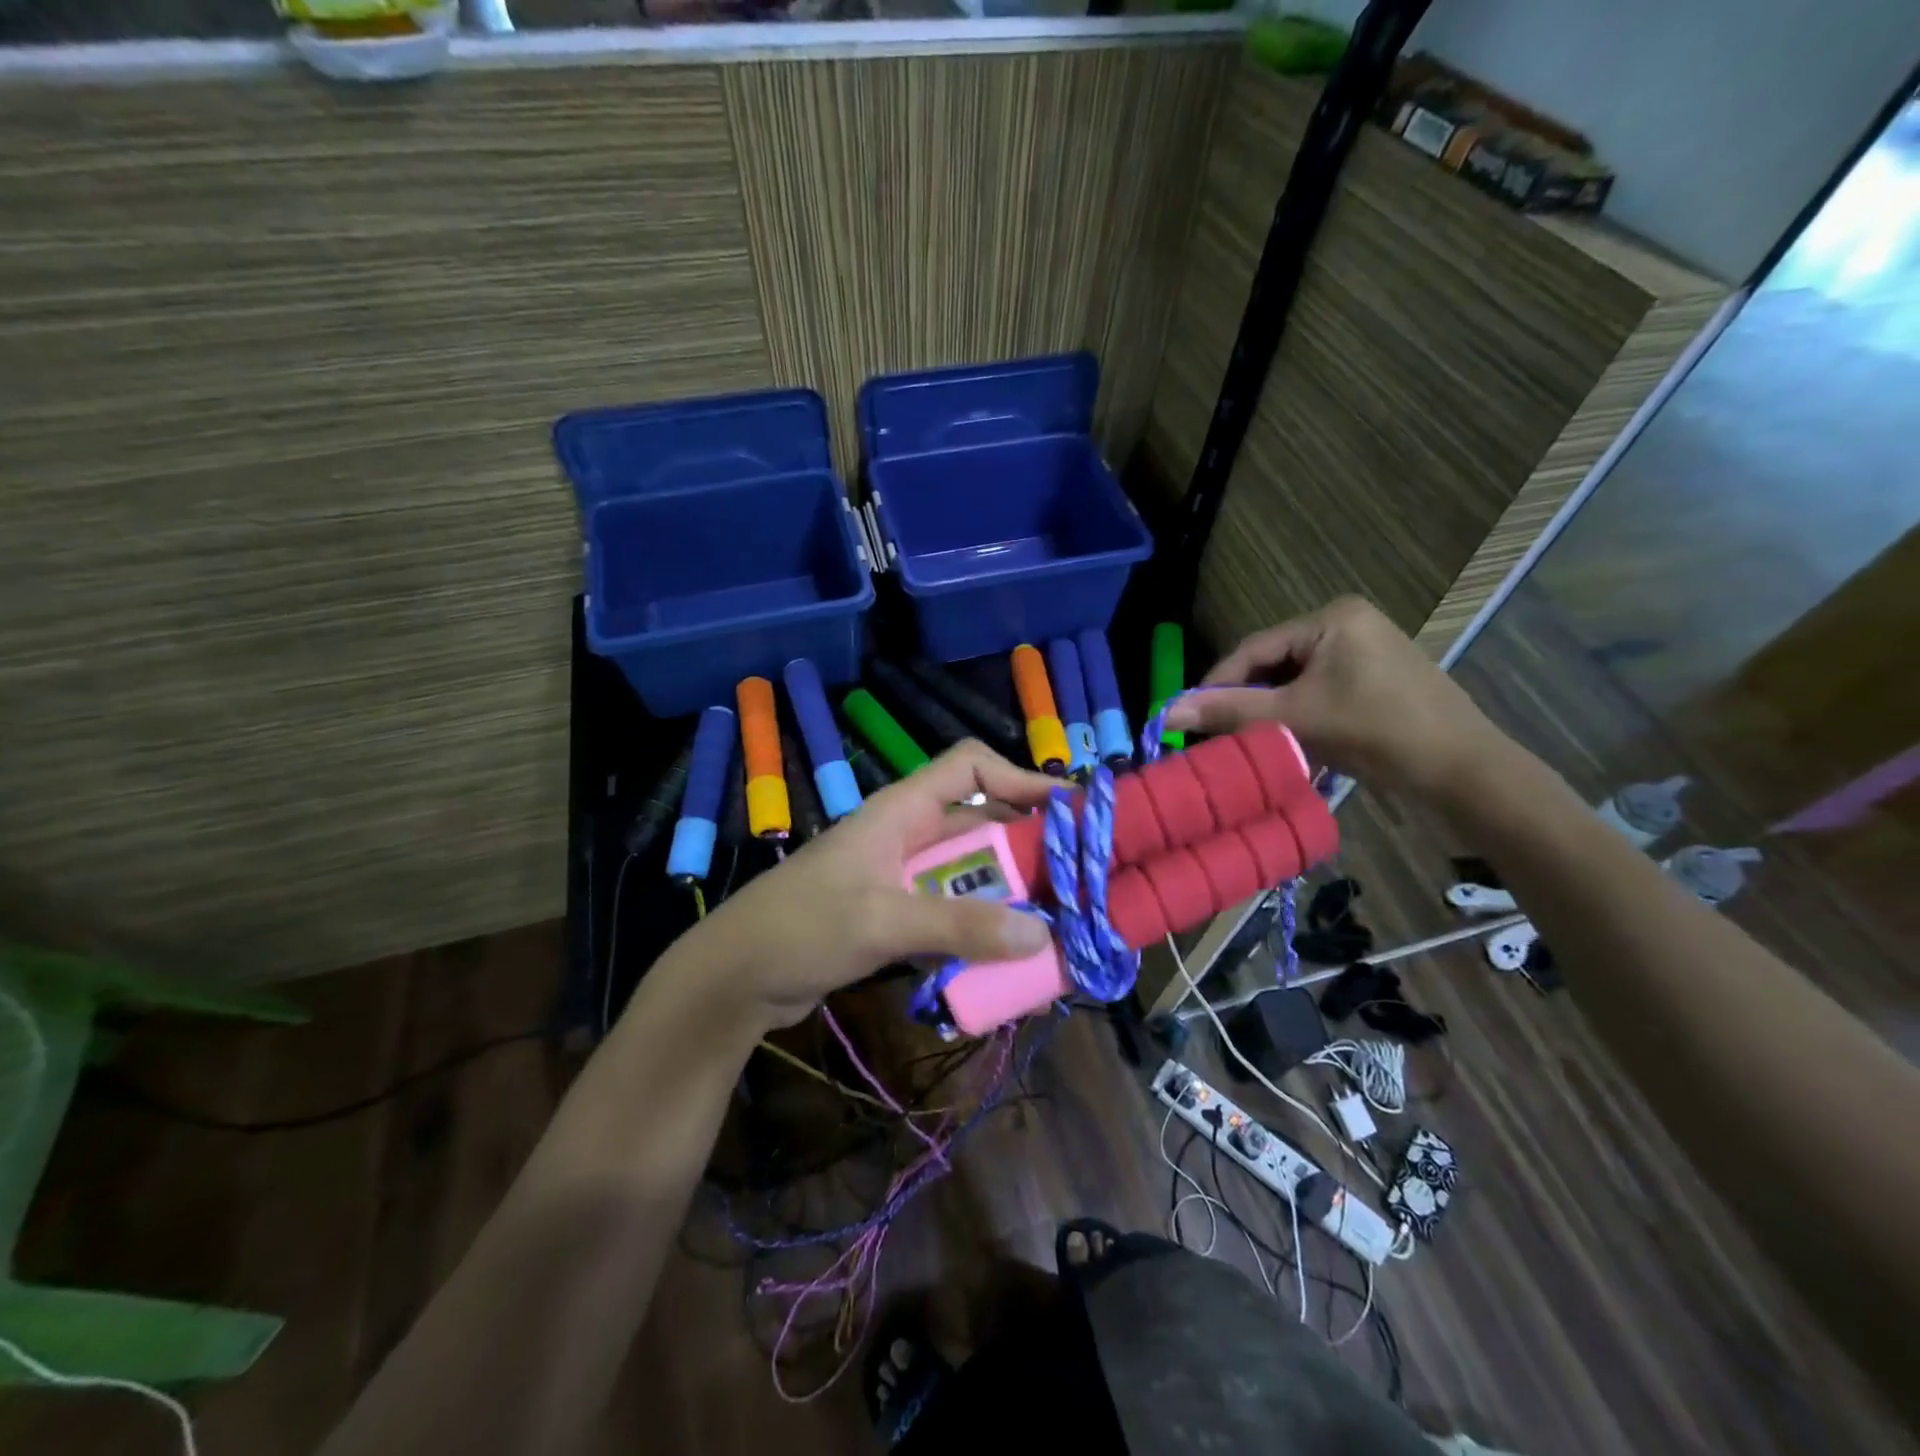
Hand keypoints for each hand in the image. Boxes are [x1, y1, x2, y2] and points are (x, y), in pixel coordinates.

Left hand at [680, 740, 1058, 1030]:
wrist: (734, 978)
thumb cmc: (800, 928)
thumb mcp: (880, 920)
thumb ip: (958, 924)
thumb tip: (1040, 933)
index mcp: (900, 812)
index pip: (969, 767)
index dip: (1020, 778)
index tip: (1069, 810)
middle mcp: (907, 836)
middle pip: (981, 824)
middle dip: (1028, 848)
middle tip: (1078, 880)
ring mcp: (901, 877)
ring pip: (971, 874)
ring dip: (1009, 895)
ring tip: (1057, 924)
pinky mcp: (895, 915)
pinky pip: (952, 912)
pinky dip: (981, 928)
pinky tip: (1009, 957)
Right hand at [1163, 596, 1503, 802]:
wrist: (1462, 770)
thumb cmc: (1378, 732)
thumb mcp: (1296, 718)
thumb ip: (1230, 710)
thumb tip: (1167, 711)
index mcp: (1331, 617)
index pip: (1255, 648)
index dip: (1217, 683)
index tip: (1188, 717)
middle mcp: (1347, 621)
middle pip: (1274, 662)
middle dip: (1246, 698)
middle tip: (1216, 733)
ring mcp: (1364, 647)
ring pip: (1293, 678)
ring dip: (1269, 708)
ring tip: (1246, 739)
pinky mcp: (1374, 674)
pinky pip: (1317, 687)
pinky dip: (1297, 712)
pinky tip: (1286, 737)